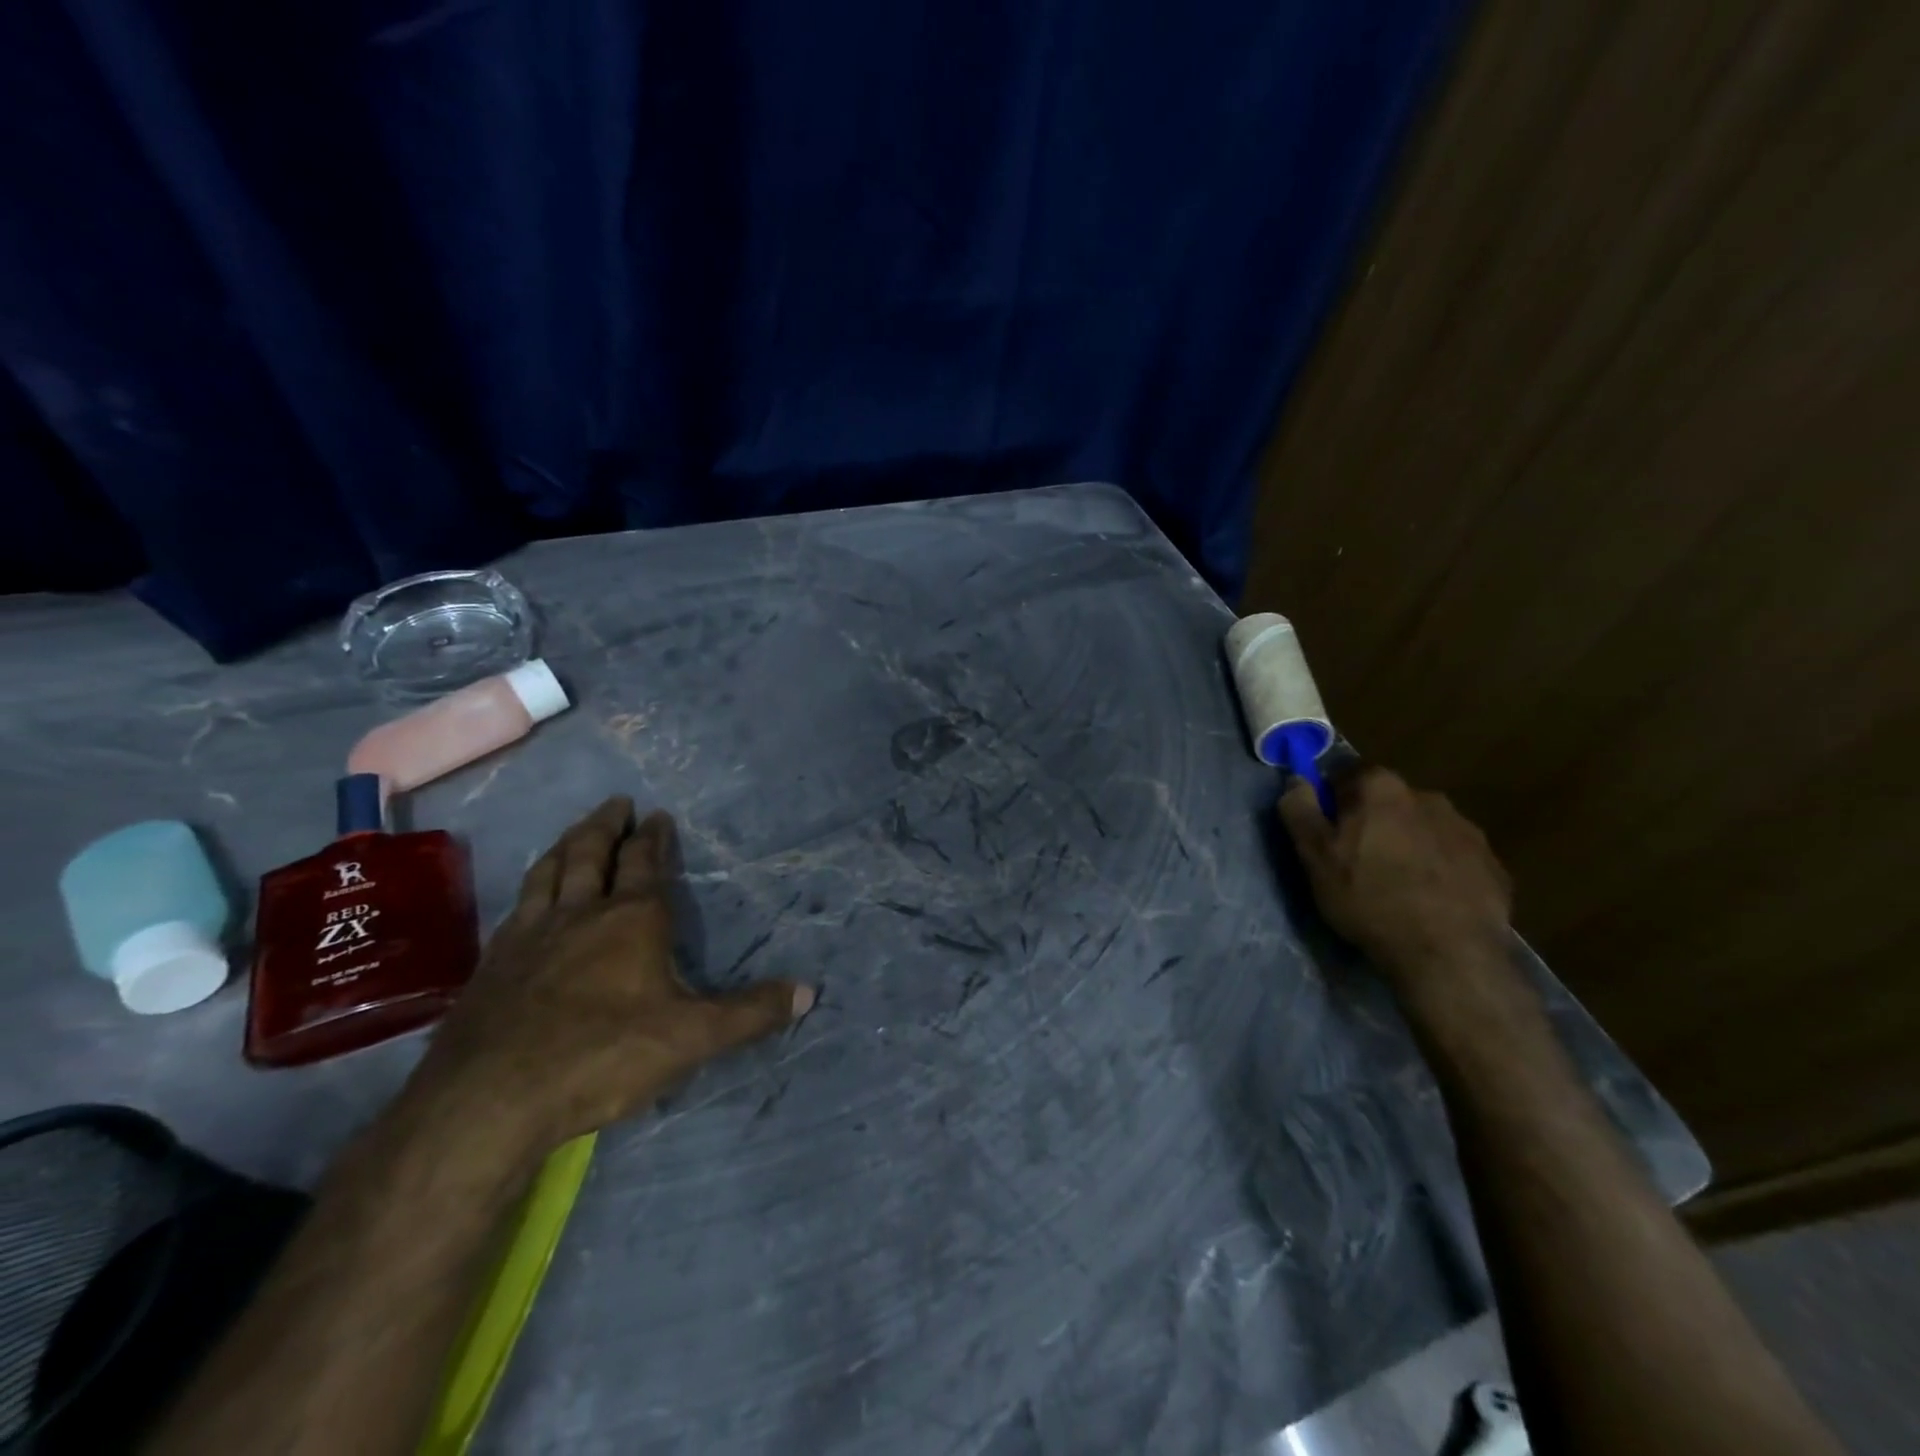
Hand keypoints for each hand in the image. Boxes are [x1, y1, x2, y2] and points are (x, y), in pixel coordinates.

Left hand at [416, 797, 812, 1152]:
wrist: (491, 1099)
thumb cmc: (604, 1056)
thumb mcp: (694, 1037)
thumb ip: (751, 1013)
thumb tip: (809, 992)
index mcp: (633, 919)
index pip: (646, 863)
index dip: (654, 838)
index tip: (657, 815)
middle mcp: (580, 914)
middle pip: (590, 854)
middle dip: (606, 825)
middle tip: (615, 802)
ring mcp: (530, 935)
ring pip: (548, 872)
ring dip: (565, 845)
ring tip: (574, 831)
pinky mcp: (493, 964)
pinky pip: (517, 908)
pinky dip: (530, 889)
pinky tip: (528, 899)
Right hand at [1278, 765, 1513, 997]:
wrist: (1449, 954)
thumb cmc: (1369, 898)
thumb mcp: (1314, 856)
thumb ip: (1299, 810)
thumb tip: (1296, 780)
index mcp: (1381, 788)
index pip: (1347, 777)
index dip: (1332, 804)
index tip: (1327, 836)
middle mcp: (1428, 796)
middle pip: (1387, 802)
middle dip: (1372, 824)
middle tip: (1358, 864)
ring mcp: (1466, 830)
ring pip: (1422, 829)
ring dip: (1407, 846)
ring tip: (1396, 887)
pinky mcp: (1493, 865)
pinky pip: (1453, 858)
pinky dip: (1439, 871)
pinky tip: (1429, 902)